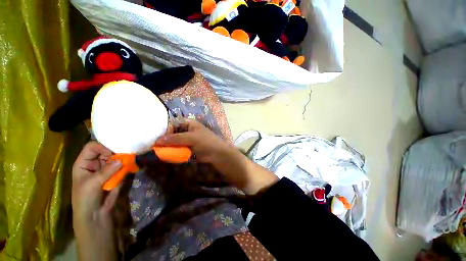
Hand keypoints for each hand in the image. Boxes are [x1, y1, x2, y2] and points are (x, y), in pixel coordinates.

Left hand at [72, 141, 120, 260]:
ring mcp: (107, 168)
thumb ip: (106, 171)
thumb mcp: (91, 184)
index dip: (102, 147)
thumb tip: (122, 159)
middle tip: (128, 153)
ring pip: (116, 157)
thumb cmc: (85, 199)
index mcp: (84, 162)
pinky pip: (123, 165)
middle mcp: (96, 163)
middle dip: (116, 151)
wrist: (95, 214)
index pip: (92, 147)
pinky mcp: (117, 173)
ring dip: (124, 158)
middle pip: (107, 150)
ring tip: (132, 158)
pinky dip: (128, 164)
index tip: (113, 153)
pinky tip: (133, 165)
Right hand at [156, 119, 277, 194]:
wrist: (219, 154)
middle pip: (174, 132)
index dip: (165, 129)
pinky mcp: (191, 148)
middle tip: (156, 146)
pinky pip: (180, 148)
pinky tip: (169, 155)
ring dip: (169, 146)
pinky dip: (174, 151)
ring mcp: (190, 139)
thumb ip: (175, 139)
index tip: (158, 139)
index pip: (173, 123)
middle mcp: (189, 129)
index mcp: (190, 123)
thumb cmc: (207, 142)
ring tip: (160, 151)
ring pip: (176, 141)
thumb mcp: (191, 138)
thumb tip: (157, 140)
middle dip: (166, 139)